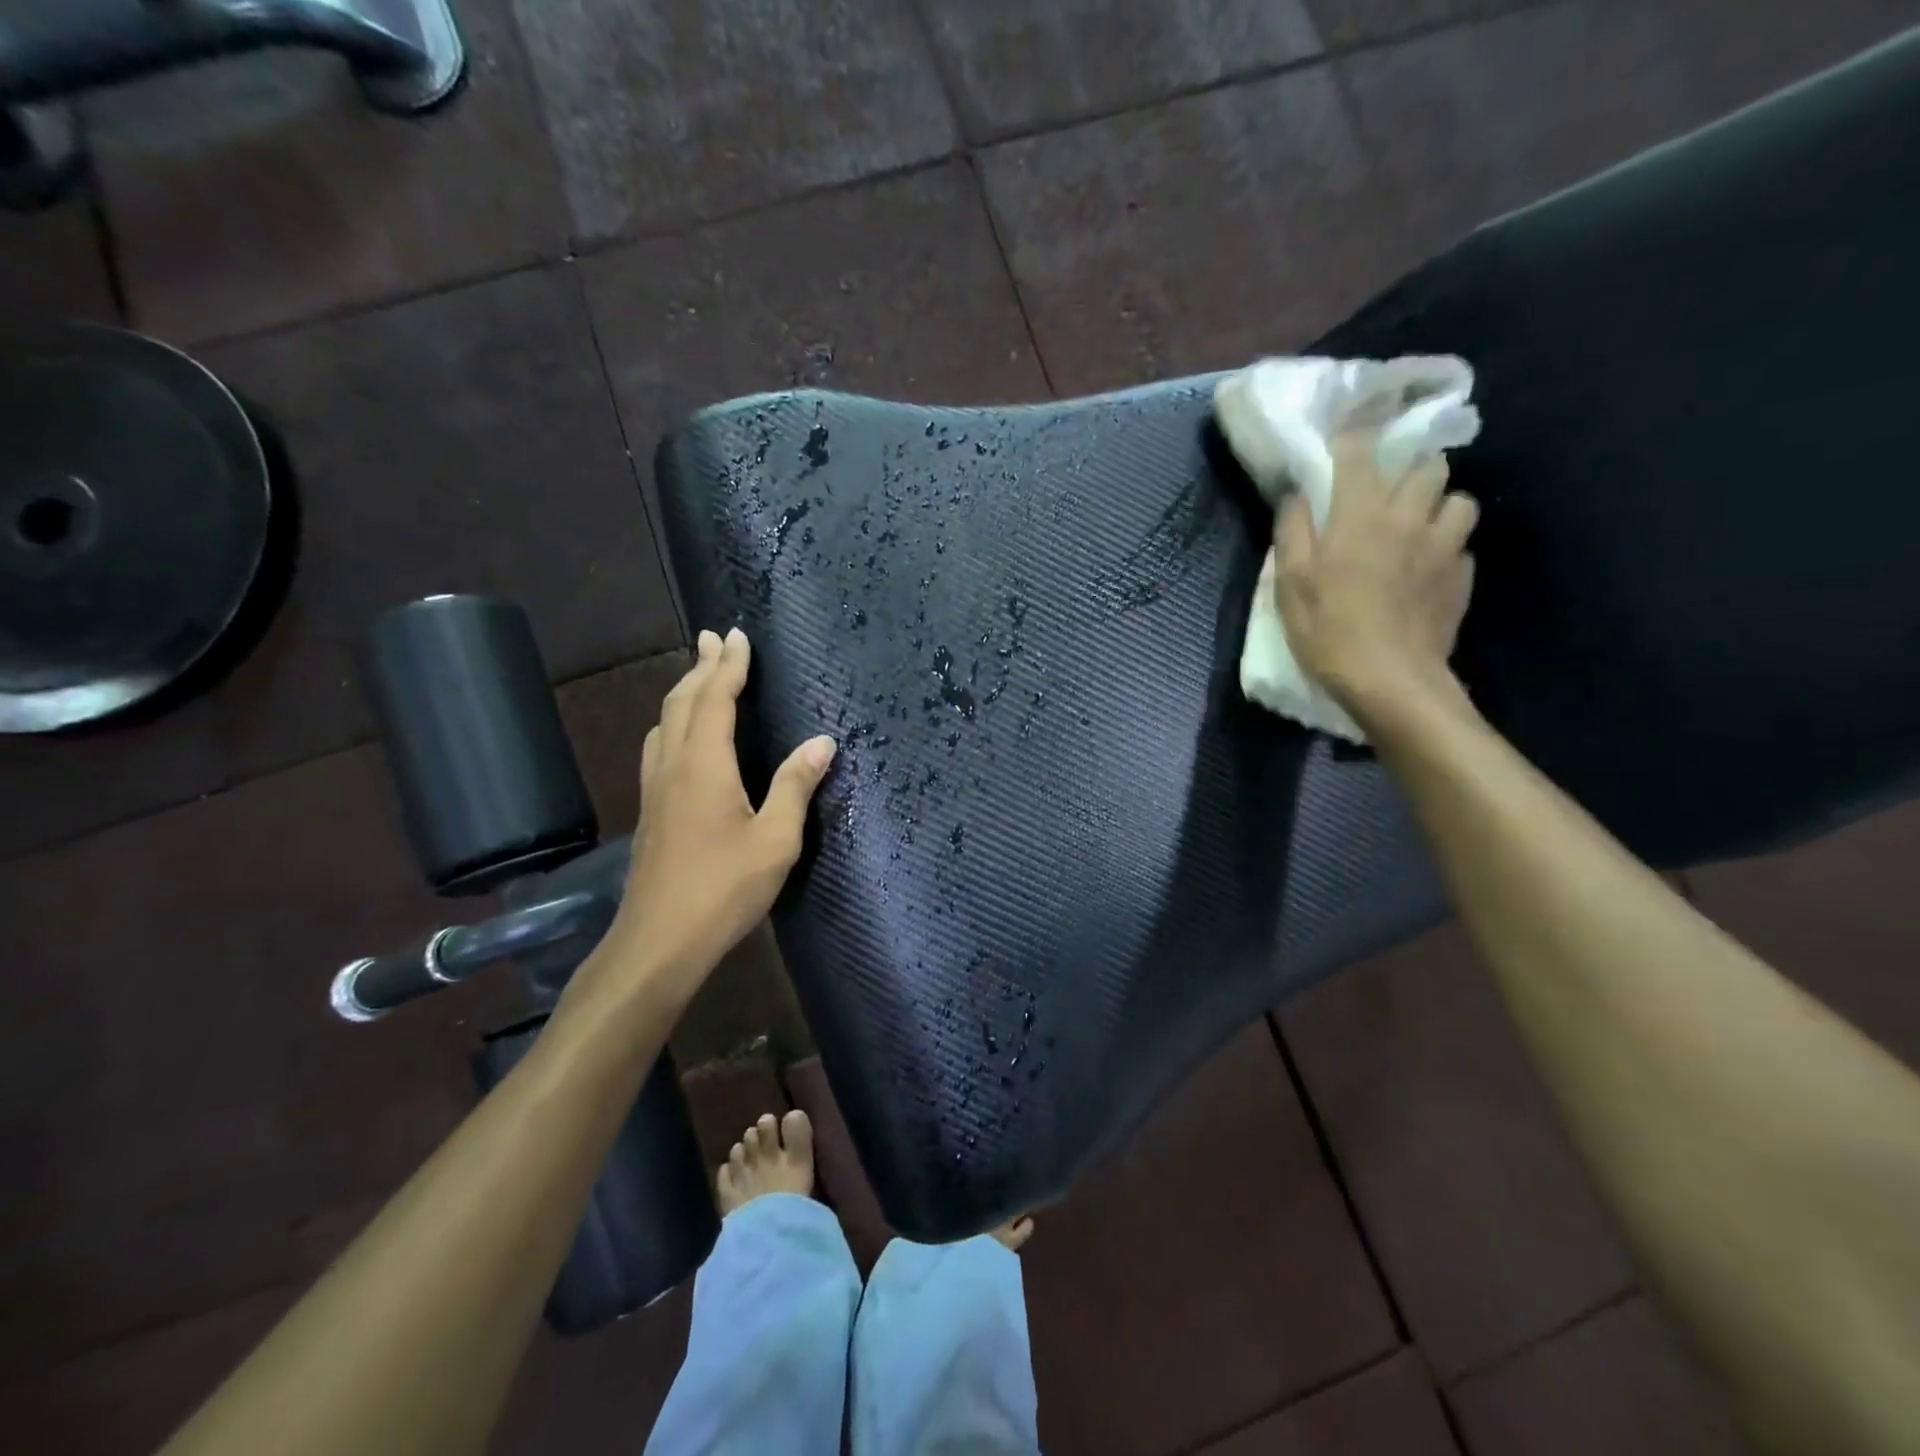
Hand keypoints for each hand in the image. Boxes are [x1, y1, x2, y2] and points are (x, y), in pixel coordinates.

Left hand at [601, 628, 835, 995]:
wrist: (659, 940)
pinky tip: (679, 735)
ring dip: (683, 691)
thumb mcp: (775, 840)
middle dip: (701, 666)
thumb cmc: (723, 889)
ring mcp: (655, 788)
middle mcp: (674, 766)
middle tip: (713, 637)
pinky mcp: (650, 809)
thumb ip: (795, 786)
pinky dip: (673, 721)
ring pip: (664, 722)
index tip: (737, 635)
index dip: (728, 666)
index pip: (716, 700)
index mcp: (705, 765)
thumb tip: (822, 742)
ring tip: (698, 674)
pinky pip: (658, 745)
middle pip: (682, 701)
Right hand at [1275, 435, 1478, 722]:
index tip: (1344, 433)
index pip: (1360, 453)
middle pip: (1427, 465)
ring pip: (1459, 499)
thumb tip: (1296, 493)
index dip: (1352, 435)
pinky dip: (1447, 546)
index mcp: (1361, 514)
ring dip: (1439, 504)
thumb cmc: (1328, 630)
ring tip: (1419, 525)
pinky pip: (1463, 544)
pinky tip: (1428, 568)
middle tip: (1389, 489)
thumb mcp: (1290, 583)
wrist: (1389, 679)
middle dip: (1409, 467)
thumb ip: (1293, 531)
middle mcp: (1409, 517)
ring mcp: (1444, 546)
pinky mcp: (1462, 577)